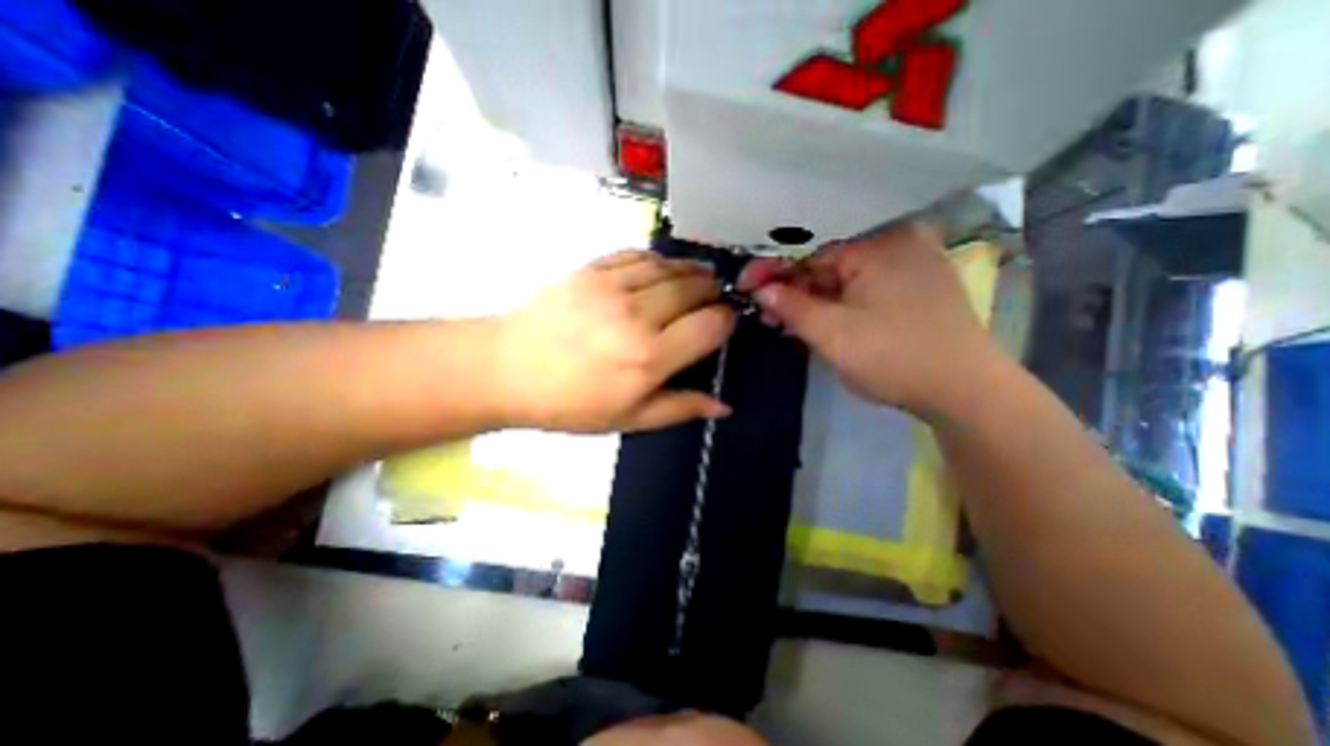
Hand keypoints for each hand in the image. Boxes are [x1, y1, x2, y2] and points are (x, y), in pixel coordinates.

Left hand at [490, 252, 738, 434]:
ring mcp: (612, 287)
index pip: (710, 325)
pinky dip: (658, 260)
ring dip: (691, 270)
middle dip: (713, 291)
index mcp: (650, 358)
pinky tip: (662, 269)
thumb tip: (723, 406)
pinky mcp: (591, 269)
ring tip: (698, 278)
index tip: (725, 322)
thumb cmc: (570, 403)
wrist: (508, 369)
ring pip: (670, 267)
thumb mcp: (628, 419)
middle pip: (694, 288)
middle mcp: (637, 317)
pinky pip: (637, 255)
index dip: (726, 320)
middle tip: (714, 298)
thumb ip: (680, 408)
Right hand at [738, 222, 997, 419]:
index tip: (744, 287)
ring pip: (843, 276)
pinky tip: (817, 320)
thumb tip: (761, 291)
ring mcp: (909, 263)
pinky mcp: (914, 286)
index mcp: (879, 243)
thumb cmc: (893, 358)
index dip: (772, 270)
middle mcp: (897, 242)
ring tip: (784, 322)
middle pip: (826, 262)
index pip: (808, 250)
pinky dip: (836, 303)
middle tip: (763, 312)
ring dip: (811, 299)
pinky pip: (862, 286)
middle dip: (791, 288)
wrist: (965, 392)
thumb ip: (791, 307)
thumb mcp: (832, 334)